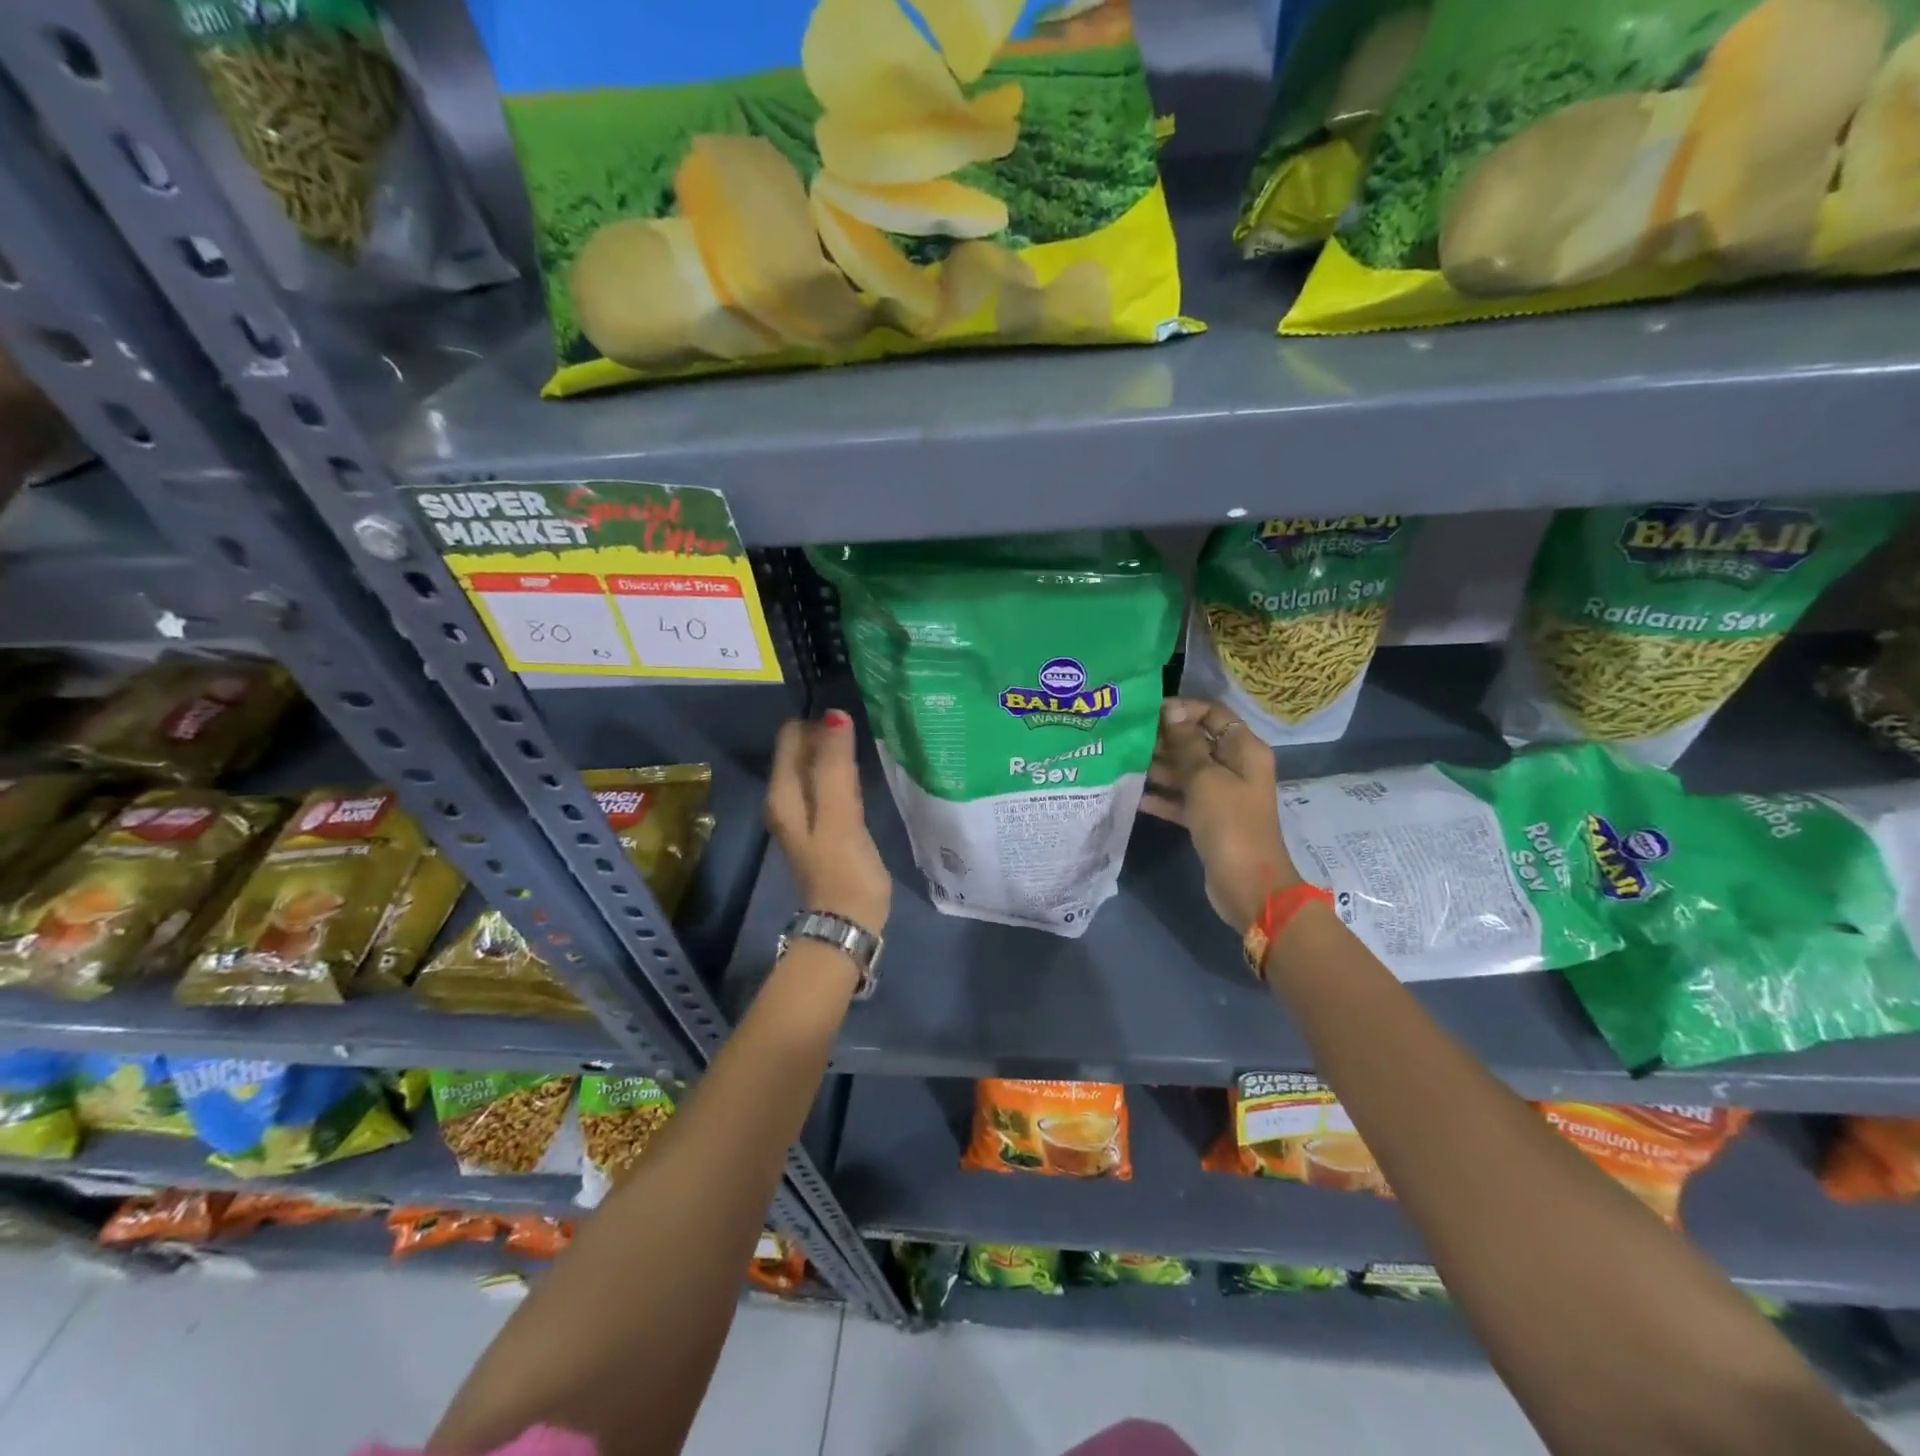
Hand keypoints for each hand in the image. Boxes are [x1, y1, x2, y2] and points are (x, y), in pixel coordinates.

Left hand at [765, 708, 890, 934]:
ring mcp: (805, 814)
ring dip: (834, 754)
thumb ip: (834, 765)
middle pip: (802, 751)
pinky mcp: (825, 825)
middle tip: (859, 726)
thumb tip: (835, 715)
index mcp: (782, 793)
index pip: (791, 737)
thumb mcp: (839, 814)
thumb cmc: (844, 869)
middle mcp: (786, 799)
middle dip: (825, 734)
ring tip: (863, 741)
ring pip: (815, 768)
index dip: (816, 722)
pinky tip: (859, 772)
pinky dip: (841, 774)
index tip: (848, 716)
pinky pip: (828, 786)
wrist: (847, 922)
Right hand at [1142, 697, 1298, 932]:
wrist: (1247, 885)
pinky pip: (1181, 798)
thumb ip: (1185, 744)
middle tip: (1126, 738)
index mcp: (1244, 749)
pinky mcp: (1208, 819)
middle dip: (1164, 739)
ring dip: (1157, 766)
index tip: (1147, 713)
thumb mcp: (1205, 778)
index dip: (1182, 709)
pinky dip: (1161, 796)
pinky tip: (1132, 794)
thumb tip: (1170, 711)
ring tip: (1122, 762)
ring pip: (1186, 770)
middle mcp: (1234, 766)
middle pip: (1196, 741)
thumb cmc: (1229, 823)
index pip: (1212, 714)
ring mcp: (1222, 794)